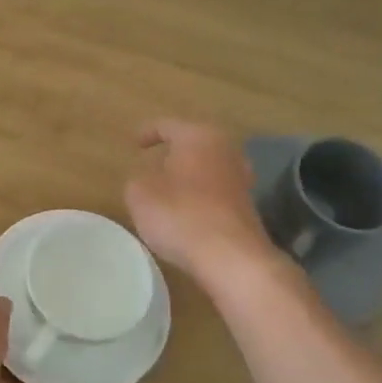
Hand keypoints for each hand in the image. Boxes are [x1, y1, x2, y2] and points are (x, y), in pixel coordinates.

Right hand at [125, 119, 271, 277]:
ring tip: (169, 189)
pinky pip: (216, 192)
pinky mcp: (247, 206)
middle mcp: (225, 150)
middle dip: (174, 152)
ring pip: (208, 168)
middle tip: (153, 163)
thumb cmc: (180, 215)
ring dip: (189, 175)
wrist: (231, 257)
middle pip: (194, 144)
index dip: (147, 132)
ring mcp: (241, 178)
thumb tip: (147, 179)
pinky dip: (200, 196)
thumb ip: (137, 180)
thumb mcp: (140, 194)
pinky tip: (187, 212)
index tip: (134, 143)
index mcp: (198, 137)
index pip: (167, 125)